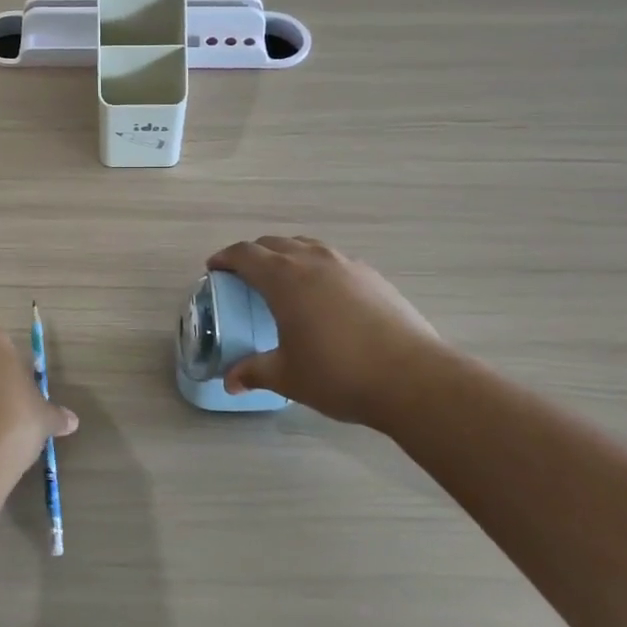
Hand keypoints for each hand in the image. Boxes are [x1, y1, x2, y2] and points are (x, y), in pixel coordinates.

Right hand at [207, 236, 446, 427]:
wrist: (412, 378)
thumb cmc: (338, 374)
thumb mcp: (288, 376)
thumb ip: (254, 372)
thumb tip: (230, 382)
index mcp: (284, 278)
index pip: (245, 254)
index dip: (225, 259)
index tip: (214, 269)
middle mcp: (312, 260)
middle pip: (274, 244)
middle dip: (253, 255)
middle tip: (243, 277)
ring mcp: (346, 264)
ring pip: (306, 246)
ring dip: (286, 256)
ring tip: (283, 281)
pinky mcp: (372, 276)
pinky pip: (333, 260)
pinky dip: (316, 267)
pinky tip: (323, 295)